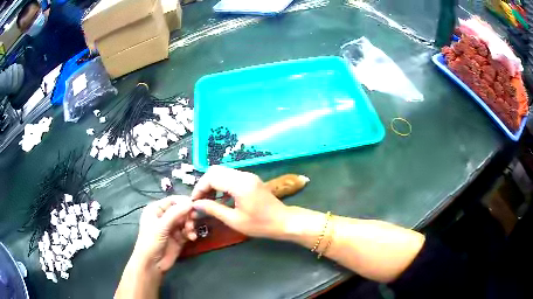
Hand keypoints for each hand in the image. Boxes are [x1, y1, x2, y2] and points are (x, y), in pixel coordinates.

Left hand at [131, 196, 196, 273]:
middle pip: (181, 210)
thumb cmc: (151, 242)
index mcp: (156, 209)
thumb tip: (190, 202)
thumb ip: (175, 213)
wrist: (152, 264)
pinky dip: (191, 233)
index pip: (173, 200)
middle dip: (188, 215)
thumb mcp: (161, 226)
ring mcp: (172, 227)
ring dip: (191, 225)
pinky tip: (192, 238)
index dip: (184, 202)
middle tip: (193, 221)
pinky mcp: (179, 238)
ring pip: (186, 221)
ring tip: (191, 232)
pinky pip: (188, 231)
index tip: (195, 205)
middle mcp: (164, 216)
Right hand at [191, 166, 289, 239]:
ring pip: (222, 172)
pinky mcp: (250, 179)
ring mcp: (248, 176)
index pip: (212, 177)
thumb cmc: (260, 224)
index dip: (200, 188)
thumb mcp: (234, 220)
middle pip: (215, 171)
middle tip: (200, 200)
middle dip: (204, 184)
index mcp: (240, 184)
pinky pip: (230, 177)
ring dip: (212, 184)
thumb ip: (213, 209)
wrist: (284, 221)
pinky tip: (219, 199)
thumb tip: (196, 205)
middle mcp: (243, 175)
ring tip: (207, 201)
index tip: (194, 202)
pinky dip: (221, 185)